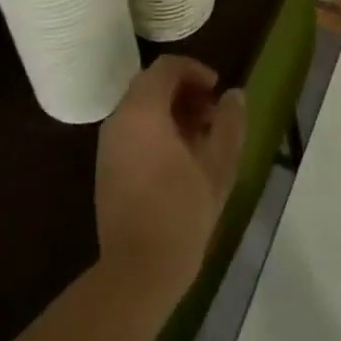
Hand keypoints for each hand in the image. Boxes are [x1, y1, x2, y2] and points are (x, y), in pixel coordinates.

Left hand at [95, 56, 245, 304]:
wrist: (136, 272)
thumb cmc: (181, 213)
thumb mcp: (218, 166)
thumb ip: (228, 123)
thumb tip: (234, 95)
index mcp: (143, 111)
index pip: (166, 68)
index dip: (195, 71)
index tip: (218, 90)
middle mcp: (119, 119)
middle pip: (151, 85)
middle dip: (185, 92)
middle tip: (212, 115)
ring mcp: (108, 145)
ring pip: (141, 109)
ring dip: (171, 112)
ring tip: (201, 138)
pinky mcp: (105, 168)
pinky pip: (132, 131)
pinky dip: (156, 130)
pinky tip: (180, 160)